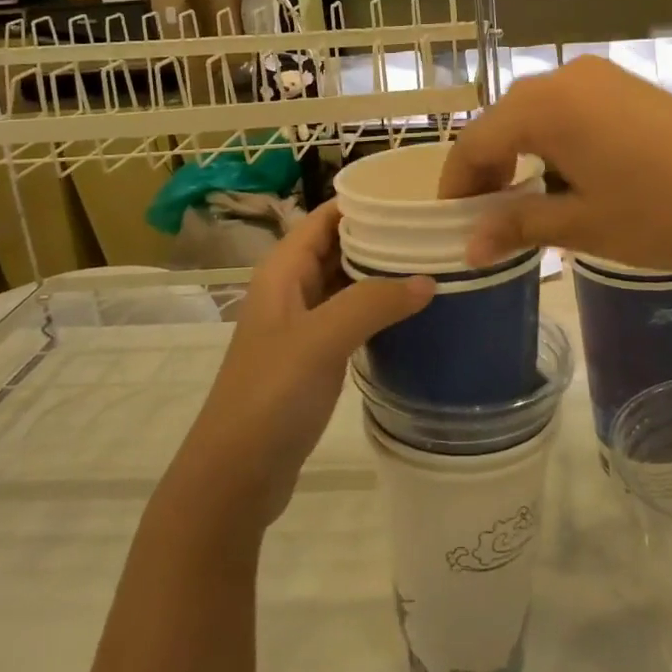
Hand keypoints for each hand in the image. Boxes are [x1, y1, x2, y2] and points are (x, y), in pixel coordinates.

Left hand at [180, 202, 433, 526]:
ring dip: (384, 273)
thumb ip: (373, 302)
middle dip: (383, 236)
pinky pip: (352, 317)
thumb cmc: (270, 395)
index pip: (327, 216)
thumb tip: (429, 279)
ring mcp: (303, 325)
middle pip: (340, 245)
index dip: (366, 202)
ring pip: (348, 282)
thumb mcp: (321, 340)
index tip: (415, 195)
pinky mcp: (314, 357)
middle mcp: (292, 289)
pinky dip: (380, 308)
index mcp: (284, 270)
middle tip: (437, 230)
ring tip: (436, 263)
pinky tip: (415, 313)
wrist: (234, 476)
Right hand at [439, 56, 671, 273]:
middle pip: (503, 121)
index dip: (457, 184)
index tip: (449, 222)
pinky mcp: (629, 86)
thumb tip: (468, 246)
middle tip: (483, 218)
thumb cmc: (664, 213)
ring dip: (519, 152)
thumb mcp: (583, 225)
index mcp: (543, 106)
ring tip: (520, 201)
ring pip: (536, 112)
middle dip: (486, 168)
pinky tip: (565, 175)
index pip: (475, 142)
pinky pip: (570, 107)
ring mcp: (602, 77)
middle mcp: (566, 77)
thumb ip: (518, 225)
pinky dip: (552, 139)